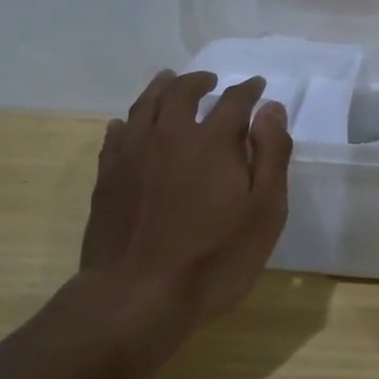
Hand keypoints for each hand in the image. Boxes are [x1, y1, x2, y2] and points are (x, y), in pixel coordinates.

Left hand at [80, 69, 292, 327]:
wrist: (137, 297)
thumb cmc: (213, 259)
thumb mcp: (264, 211)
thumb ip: (271, 154)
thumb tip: (271, 108)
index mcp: (212, 141)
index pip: (234, 100)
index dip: (248, 90)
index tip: (257, 86)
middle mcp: (170, 135)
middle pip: (182, 92)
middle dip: (200, 81)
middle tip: (210, 80)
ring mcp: (132, 154)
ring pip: (146, 104)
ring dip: (162, 88)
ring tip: (170, 82)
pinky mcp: (107, 176)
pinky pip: (117, 134)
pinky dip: (129, 121)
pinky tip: (130, 125)